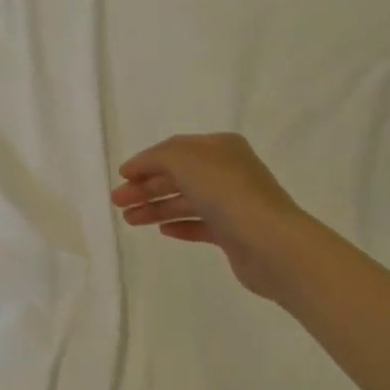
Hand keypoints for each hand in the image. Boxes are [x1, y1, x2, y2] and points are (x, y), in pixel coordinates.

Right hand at [111, 133, 311, 304]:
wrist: (271, 243)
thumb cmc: (226, 191)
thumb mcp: (184, 159)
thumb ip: (157, 157)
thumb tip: (140, 168)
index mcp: (220, 147)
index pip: (175, 149)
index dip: (146, 161)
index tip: (121, 177)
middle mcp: (227, 171)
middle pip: (178, 176)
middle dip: (146, 187)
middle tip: (118, 203)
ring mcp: (232, 203)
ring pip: (186, 201)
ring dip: (156, 208)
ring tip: (130, 221)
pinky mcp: (234, 233)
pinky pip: (200, 225)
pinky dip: (180, 225)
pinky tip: (162, 232)